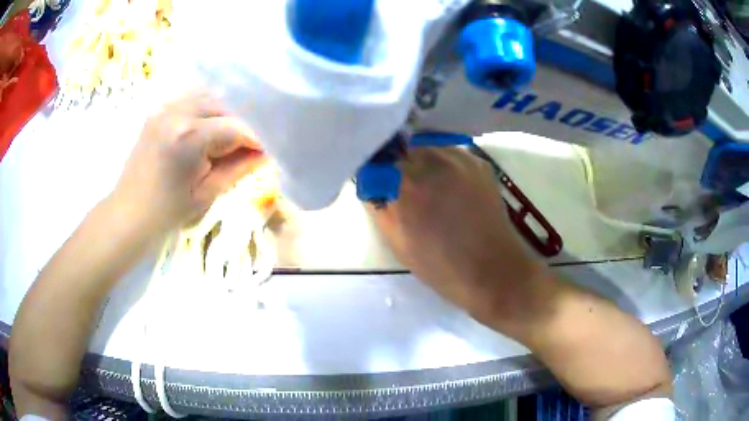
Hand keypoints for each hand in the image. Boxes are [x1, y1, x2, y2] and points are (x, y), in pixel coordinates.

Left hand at [111, 91, 266, 235]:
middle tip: (244, 148)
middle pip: (223, 105)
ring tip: (224, 137)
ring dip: (221, 114)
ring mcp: (164, 108)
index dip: (254, 139)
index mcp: (189, 135)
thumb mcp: (207, 193)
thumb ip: (238, 168)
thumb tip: (264, 154)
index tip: (265, 151)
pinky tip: (205, 128)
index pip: (234, 127)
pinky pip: (188, 99)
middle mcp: (177, 112)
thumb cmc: (167, 212)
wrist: (129, 213)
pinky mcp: (157, 112)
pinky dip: (203, 109)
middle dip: (238, 125)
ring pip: (206, 97)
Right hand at [371, 147, 546, 323]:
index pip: (379, 158)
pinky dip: (446, 167)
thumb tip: (373, 185)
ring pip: (429, 149)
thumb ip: (380, 207)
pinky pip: (452, 155)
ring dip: (423, 163)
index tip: (378, 184)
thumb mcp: (397, 242)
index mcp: (407, 181)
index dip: (377, 171)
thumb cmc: (440, 265)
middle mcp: (433, 159)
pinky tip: (453, 189)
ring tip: (432, 190)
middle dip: (399, 165)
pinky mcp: (479, 163)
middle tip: (404, 189)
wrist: (493, 270)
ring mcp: (460, 158)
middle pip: (404, 149)